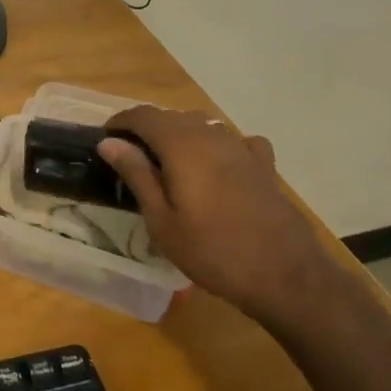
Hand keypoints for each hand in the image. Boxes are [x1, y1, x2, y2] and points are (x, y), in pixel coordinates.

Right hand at [97, 107, 330, 322]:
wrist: (284, 275)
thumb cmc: (212, 251)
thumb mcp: (162, 220)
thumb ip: (137, 174)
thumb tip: (109, 142)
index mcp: (182, 145)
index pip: (144, 115)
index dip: (121, 122)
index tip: (106, 138)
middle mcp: (212, 135)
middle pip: (173, 117)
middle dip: (148, 129)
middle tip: (131, 157)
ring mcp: (242, 148)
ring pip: (204, 125)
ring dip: (181, 135)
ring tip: (169, 162)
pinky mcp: (264, 165)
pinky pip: (236, 141)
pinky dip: (219, 145)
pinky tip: (219, 165)